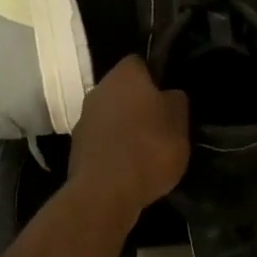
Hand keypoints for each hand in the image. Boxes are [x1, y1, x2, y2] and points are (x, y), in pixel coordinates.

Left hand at [68, 56, 189, 217]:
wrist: (104, 194)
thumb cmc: (148, 148)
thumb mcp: (179, 121)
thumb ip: (176, 99)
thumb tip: (168, 94)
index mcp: (124, 74)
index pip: (141, 62)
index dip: (156, 76)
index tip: (170, 96)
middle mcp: (99, 89)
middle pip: (124, 89)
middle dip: (140, 103)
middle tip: (162, 123)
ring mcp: (84, 118)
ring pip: (112, 115)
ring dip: (126, 126)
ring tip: (148, 149)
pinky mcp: (77, 147)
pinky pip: (103, 139)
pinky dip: (114, 148)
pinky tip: (130, 166)